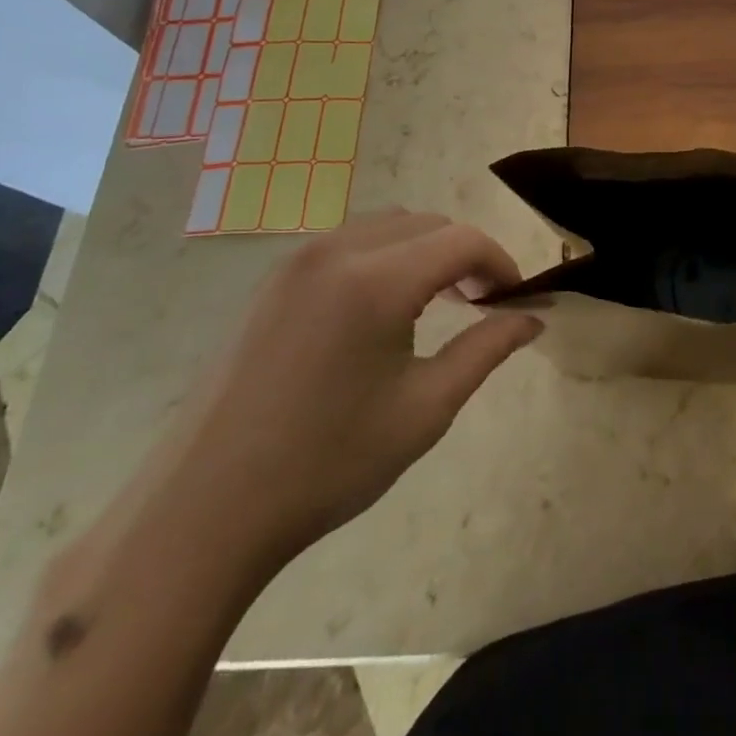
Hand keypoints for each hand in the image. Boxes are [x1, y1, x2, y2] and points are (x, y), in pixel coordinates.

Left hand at [148, 210, 541, 571]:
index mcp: (377, 280)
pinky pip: (350, 242)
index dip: (500, 263)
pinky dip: (385, 257)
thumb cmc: (327, 463)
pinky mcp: (275, 279)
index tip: (515, 300)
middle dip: (465, 254)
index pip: (463, 241)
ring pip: (389, 226)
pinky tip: (382, 310)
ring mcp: (299, 260)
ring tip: (436, 303)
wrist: (203, 511)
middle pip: (428, 223)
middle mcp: (338, 250)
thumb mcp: (425, 409)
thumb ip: (487, 349)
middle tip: (481, 304)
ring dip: (425, 251)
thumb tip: (532, 318)